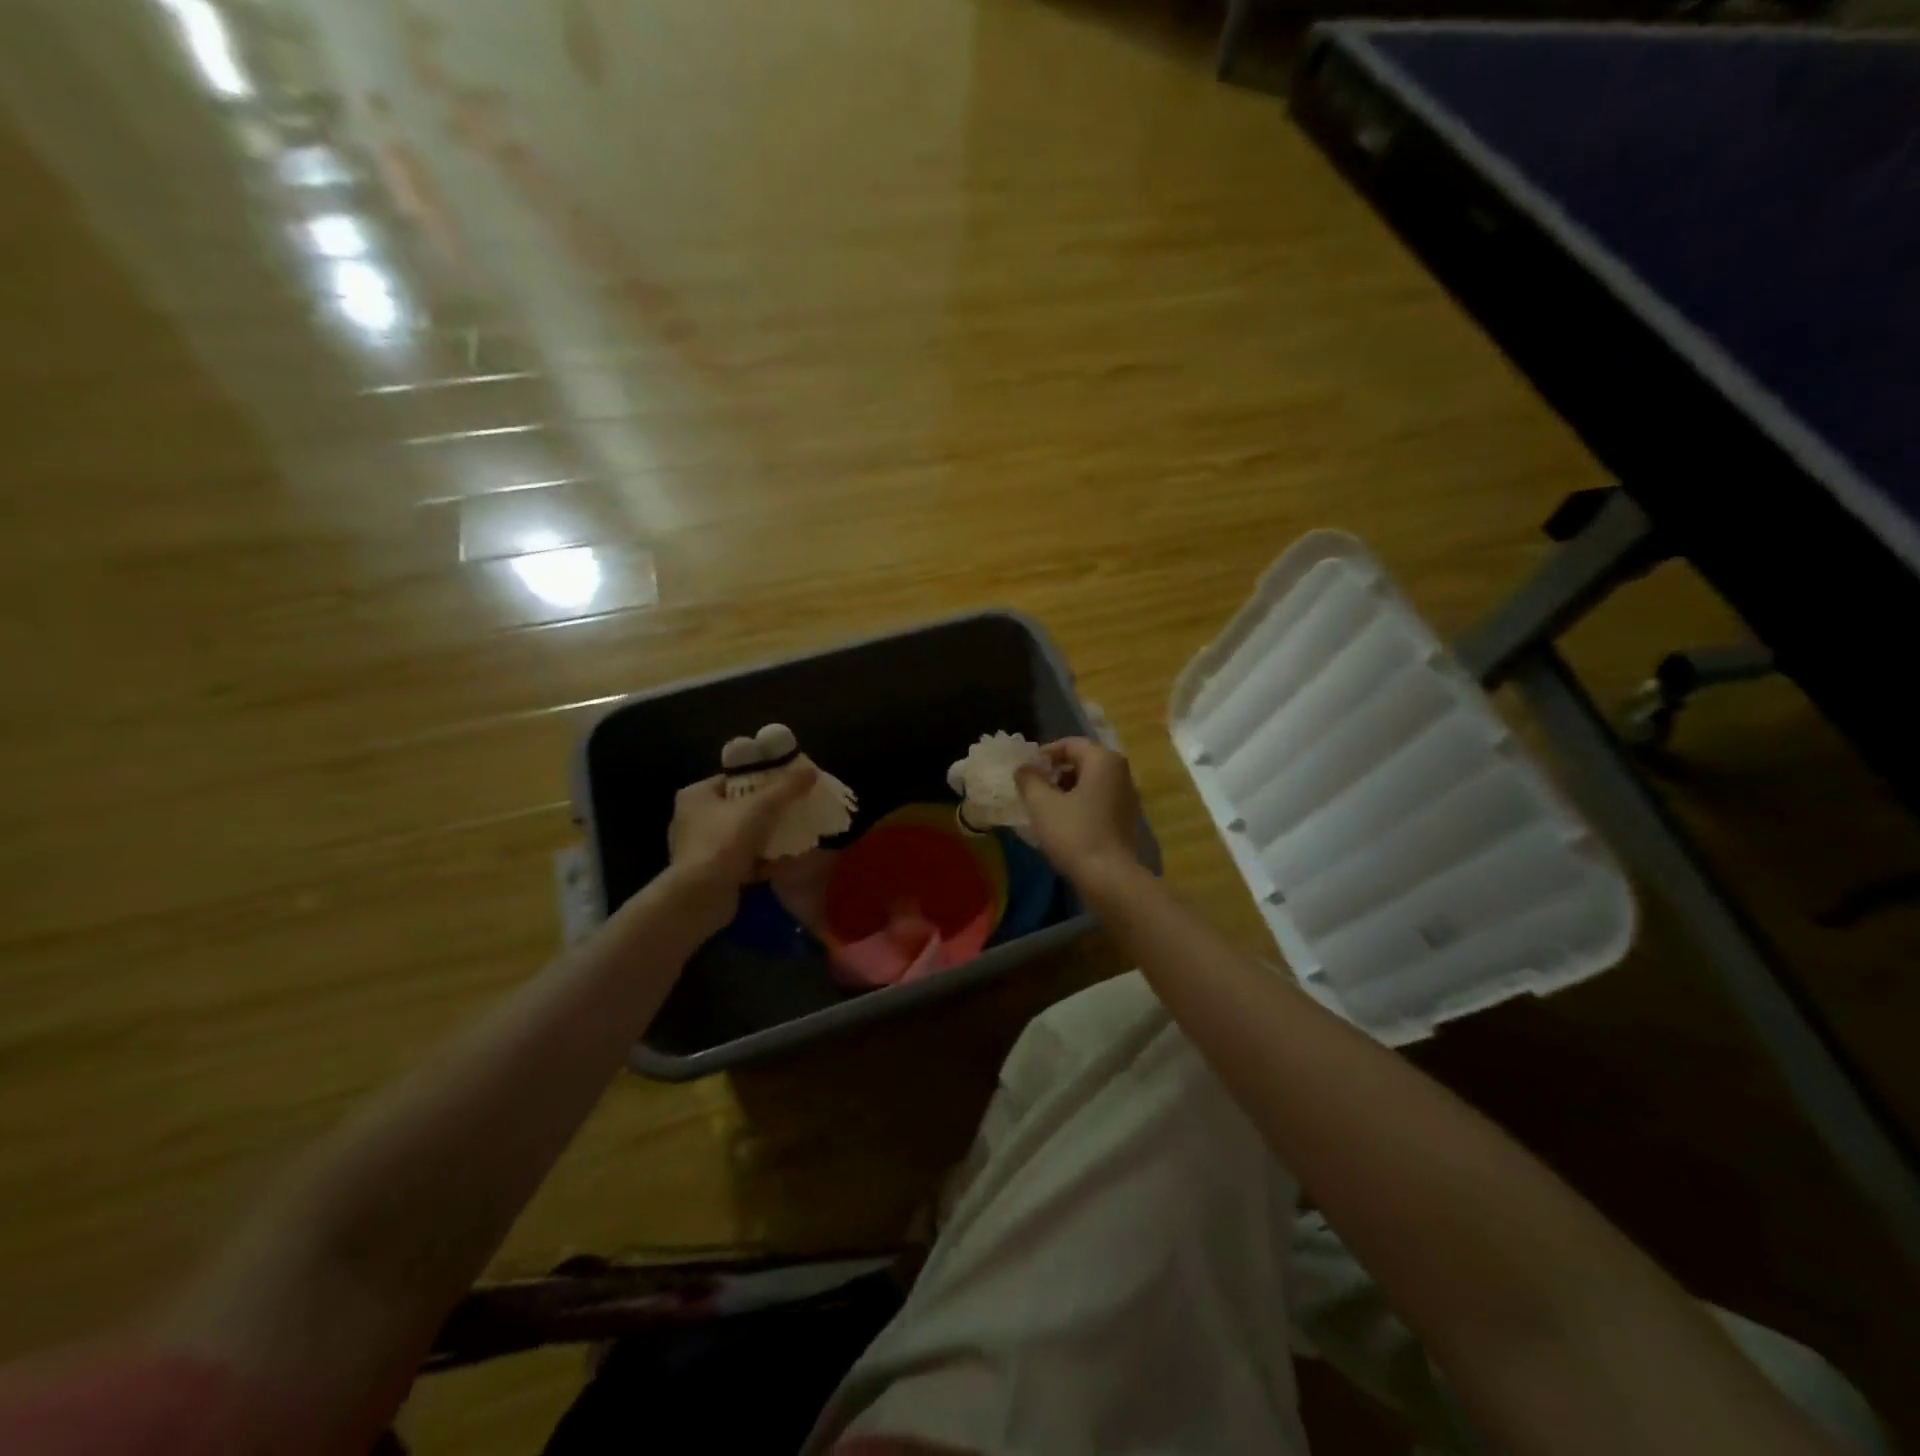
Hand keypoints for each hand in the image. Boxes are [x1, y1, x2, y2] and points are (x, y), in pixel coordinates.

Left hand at [667, 764, 816, 895]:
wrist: (700, 897)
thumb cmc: (724, 842)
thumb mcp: (760, 807)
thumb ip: (786, 788)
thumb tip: (811, 771)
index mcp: (696, 795)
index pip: (734, 779)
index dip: (763, 779)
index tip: (788, 785)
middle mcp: (693, 819)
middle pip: (740, 808)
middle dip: (769, 811)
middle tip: (795, 810)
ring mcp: (699, 849)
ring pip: (742, 836)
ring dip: (767, 838)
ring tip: (795, 835)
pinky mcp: (709, 874)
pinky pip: (741, 860)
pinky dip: (761, 861)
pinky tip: (784, 862)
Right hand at [1015, 737, 1143, 885]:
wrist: (1109, 877)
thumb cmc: (1074, 833)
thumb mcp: (1042, 804)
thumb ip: (1029, 780)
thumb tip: (1023, 768)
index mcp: (1103, 760)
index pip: (1070, 744)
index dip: (1045, 753)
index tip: (1026, 770)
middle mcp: (1121, 771)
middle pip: (1083, 760)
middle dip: (1056, 771)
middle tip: (1034, 786)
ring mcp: (1128, 795)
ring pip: (1092, 781)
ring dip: (1067, 787)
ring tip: (1045, 805)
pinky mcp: (1127, 817)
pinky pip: (1100, 798)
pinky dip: (1081, 802)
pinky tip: (1064, 821)